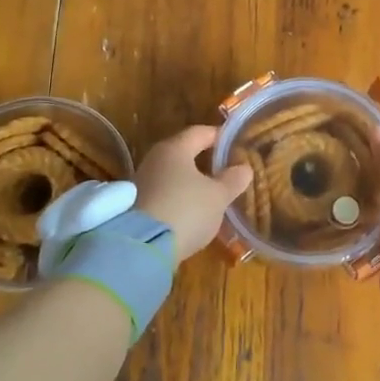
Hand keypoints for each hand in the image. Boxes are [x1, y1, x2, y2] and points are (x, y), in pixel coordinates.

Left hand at [134, 125, 252, 259]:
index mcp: (174, 149)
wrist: (142, 248)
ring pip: (172, 175)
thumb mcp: (218, 196)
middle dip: (204, 160)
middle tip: (225, 169)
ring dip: (190, 182)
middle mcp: (154, 160)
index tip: (234, 142)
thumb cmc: (186, 210)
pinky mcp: (134, 207)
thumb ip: (233, 180)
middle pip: (183, 153)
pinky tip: (191, 212)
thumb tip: (244, 168)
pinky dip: (178, 198)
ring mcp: (140, 183)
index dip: (219, 136)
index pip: (199, 132)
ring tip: (210, 194)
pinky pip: (163, 194)